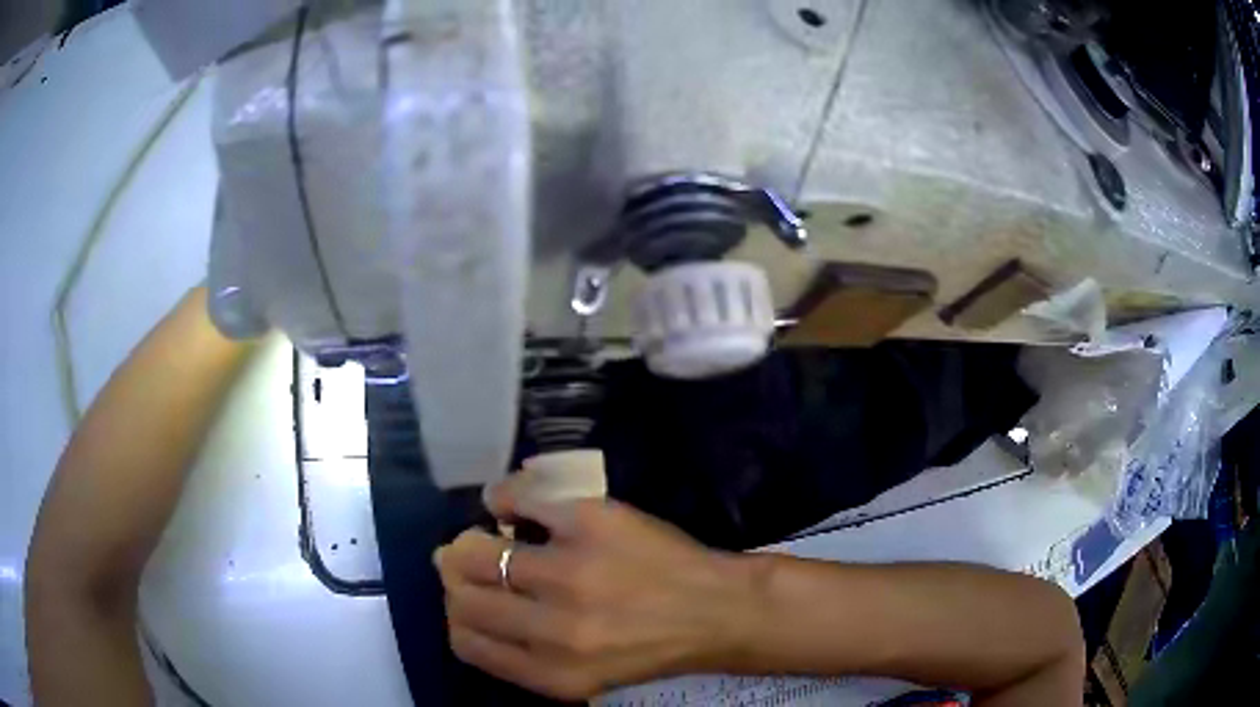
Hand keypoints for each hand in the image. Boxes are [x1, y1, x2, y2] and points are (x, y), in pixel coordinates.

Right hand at [435, 490, 758, 699]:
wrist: (717, 611)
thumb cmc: (651, 649)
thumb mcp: (585, 677)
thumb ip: (524, 659)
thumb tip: (469, 611)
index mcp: (550, 673)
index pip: (464, 642)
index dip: (458, 618)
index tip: (468, 604)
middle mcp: (552, 630)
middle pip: (463, 597)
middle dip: (458, 579)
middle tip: (473, 564)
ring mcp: (569, 573)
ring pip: (476, 551)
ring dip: (473, 543)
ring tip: (490, 537)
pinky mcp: (589, 522)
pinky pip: (516, 499)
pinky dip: (502, 499)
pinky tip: (510, 507)